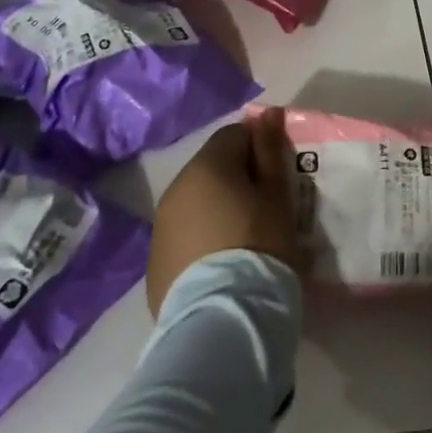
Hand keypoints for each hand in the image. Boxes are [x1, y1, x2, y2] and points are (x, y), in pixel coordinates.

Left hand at [146, 105, 301, 316]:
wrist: (223, 319)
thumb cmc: (259, 245)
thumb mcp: (276, 194)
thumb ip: (270, 149)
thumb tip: (267, 113)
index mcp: (206, 166)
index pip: (235, 135)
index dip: (259, 149)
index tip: (276, 177)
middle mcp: (175, 189)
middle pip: (213, 168)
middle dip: (237, 179)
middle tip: (265, 209)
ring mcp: (160, 227)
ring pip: (196, 202)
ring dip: (218, 209)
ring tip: (243, 240)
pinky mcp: (155, 264)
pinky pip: (184, 236)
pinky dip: (202, 240)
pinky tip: (222, 264)